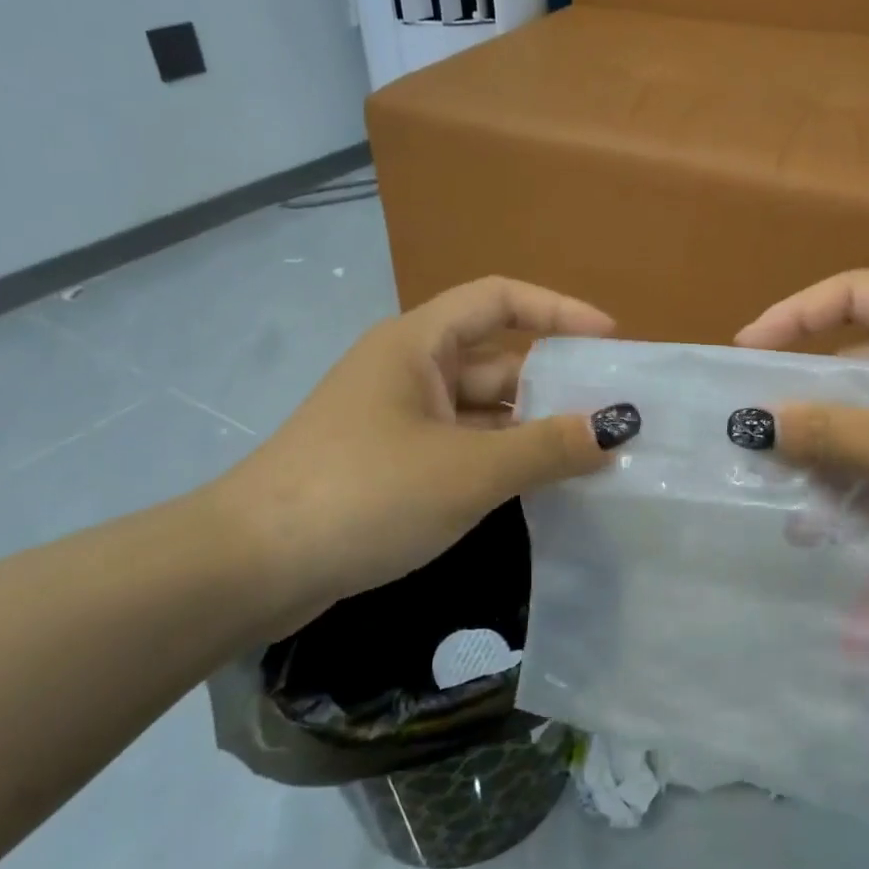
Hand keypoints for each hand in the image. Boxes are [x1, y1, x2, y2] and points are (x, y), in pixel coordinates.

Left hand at [207, 277, 618, 639]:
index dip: (559, 310)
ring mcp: (399, 420)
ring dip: (532, 430)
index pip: (499, 299)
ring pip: (483, 411)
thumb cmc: (365, 494)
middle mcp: (409, 371)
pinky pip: (463, 448)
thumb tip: (617, 430)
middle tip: (616, 415)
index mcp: (419, 344)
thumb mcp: (469, 470)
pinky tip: (542, 487)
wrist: (251, 569)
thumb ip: (547, 448)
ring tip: (594, 455)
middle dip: (555, 384)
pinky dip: (503, 461)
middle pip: (498, 360)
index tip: (611, 340)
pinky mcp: (393, 466)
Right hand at [735, 271, 868, 581]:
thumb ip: (829, 433)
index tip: (745, 352)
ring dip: (844, 440)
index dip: (791, 316)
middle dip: (816, 398)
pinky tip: (850, 505)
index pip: (852, 293)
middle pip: (865, 352)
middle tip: (769, 432)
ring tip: (802, 486)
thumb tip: (758, 424)